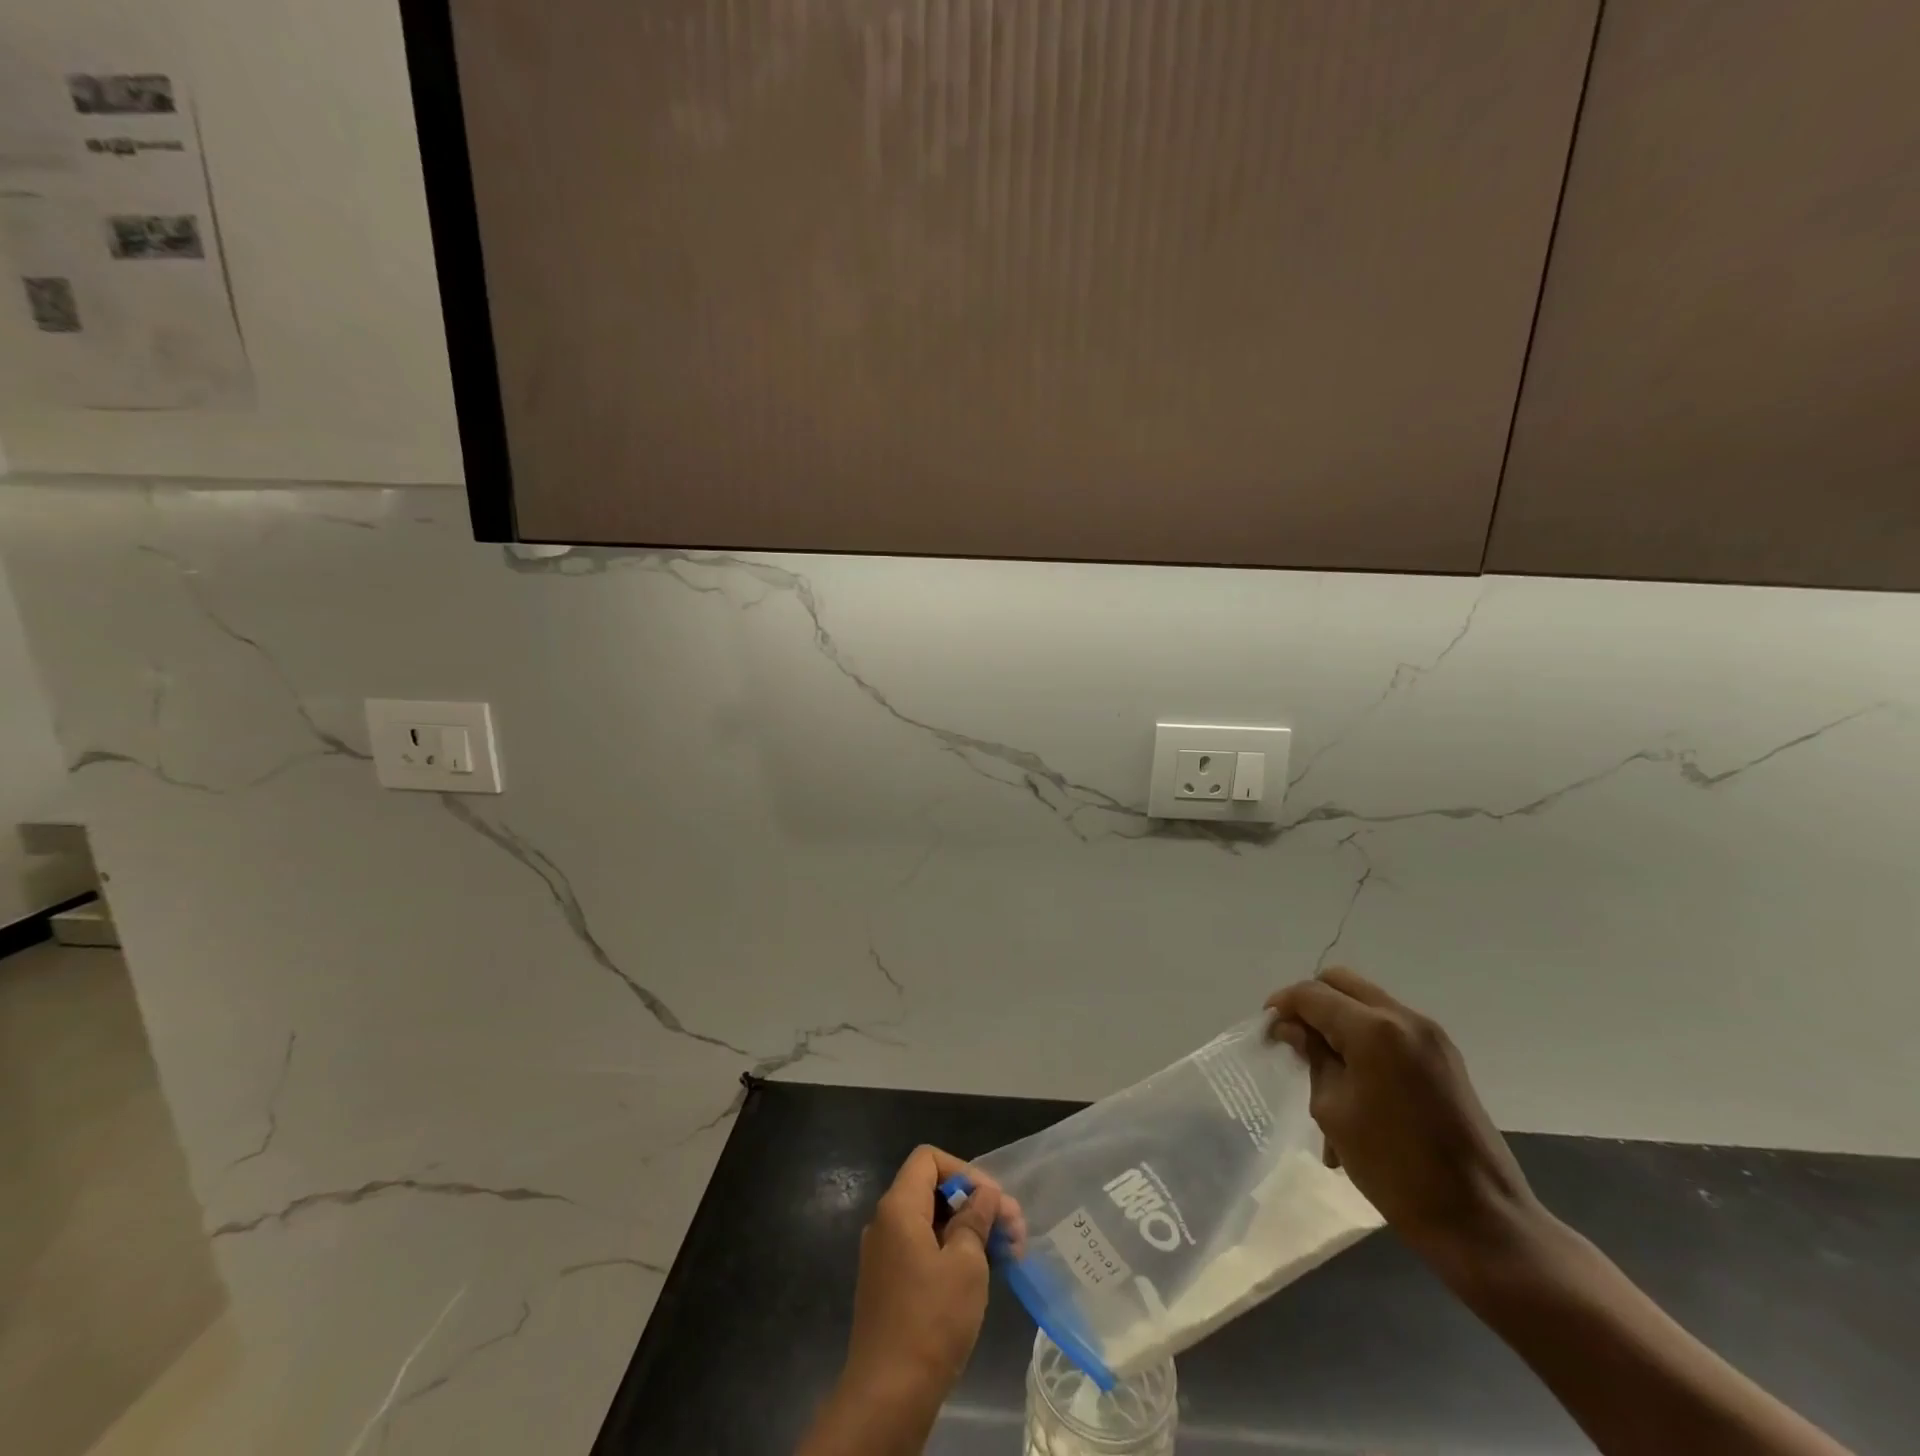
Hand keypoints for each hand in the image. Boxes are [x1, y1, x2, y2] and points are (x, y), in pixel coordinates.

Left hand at [841, 1146, 1022, 1414]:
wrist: (888, 1397)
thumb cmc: (931, 1320)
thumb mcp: (966, 1263)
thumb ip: (977, 1218)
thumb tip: (985, 1195)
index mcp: (898, 1207)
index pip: (929, 1159)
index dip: (965, 1170)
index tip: (993, 1200)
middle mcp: (886, 1223)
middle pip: (932, 1191)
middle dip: (975, 1203)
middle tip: (1014, 1228)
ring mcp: (885, 1256)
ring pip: (932, 1223)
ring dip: (970, 1230)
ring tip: (1009, 1252)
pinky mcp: (890, 1286)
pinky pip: (923, 1250)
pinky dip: (953, 1253)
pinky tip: (984, 1273)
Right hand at [1266, 968, 1542, 1273]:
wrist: (1481, 1220)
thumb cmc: (1395, 1167)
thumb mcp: (1334, 1110)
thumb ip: (1313, 1058)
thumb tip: (1292, 1029)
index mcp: (1374, 1029)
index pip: (1312, 995)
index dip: (1282, 1005)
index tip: (1266, 1030)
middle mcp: (1404, 1018)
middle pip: (1341, 983)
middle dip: (1310, 1003)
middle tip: (1292, 1038)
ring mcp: (1431, 1036)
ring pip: (1366, 1002)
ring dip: (1337, 1020)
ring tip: (1322, 1066)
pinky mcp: (1445, 1057)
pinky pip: (1390, 1027)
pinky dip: (1363, 1037)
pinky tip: (1354, 1080)